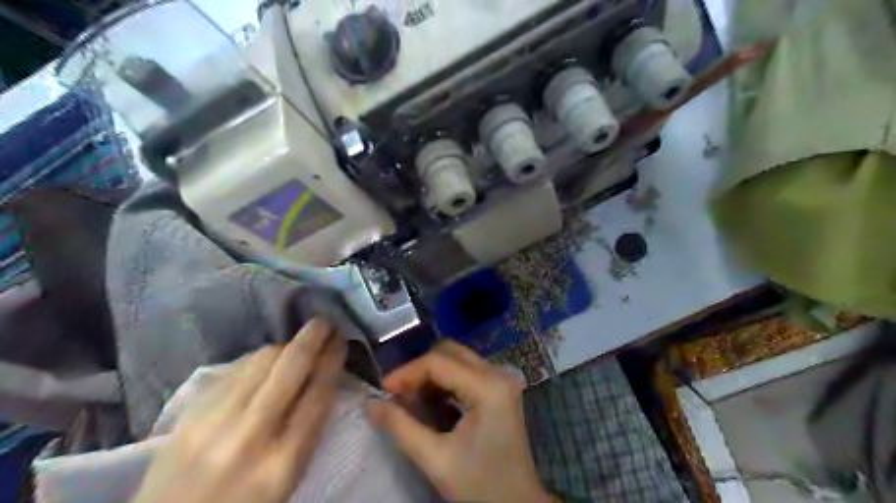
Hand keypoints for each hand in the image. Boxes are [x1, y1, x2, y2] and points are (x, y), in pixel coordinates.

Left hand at [131, 320, 343, 502]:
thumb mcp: (289, 478)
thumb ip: (308, 431)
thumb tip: (322, 381)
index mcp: (284, 460)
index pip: (319, 392)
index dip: (333, 360)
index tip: (342, 341)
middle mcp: (252, 434)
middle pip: (291, 366)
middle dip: (313, 337)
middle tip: (325, 322)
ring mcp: (216, 420)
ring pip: (261, 360)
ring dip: (285, 345)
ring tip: (297, 342)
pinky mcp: (190, 413)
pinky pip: (234, 370)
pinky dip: (256, 358)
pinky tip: (264, 360)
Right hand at [365, 340, 553, 500]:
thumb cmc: (480, 486)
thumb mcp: (435, 459)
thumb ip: (400, 427)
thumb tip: (370, 404)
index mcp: (488, 387)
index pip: (438, 362)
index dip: (406, 372)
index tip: (383, 390)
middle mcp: (498, 373)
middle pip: (449, 352)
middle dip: (419, 370)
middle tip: (398, 395)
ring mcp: (502, 379)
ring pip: (457, 359)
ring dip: (431, 375)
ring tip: (411, 402)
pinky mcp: (500, 388)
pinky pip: (466, 371)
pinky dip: (444, 382)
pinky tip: (431, 403)